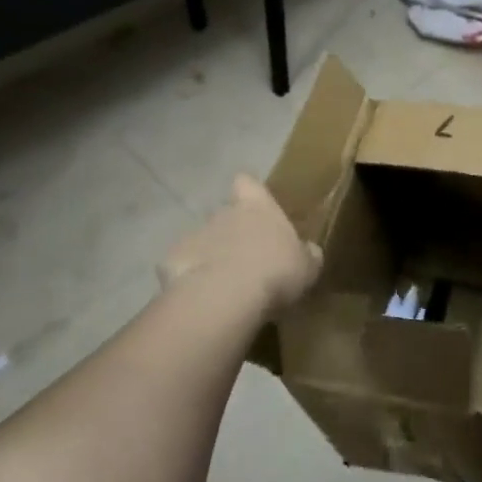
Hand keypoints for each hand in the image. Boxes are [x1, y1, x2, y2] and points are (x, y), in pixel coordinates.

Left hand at [159, 175, 321, 316]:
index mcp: (257, 207)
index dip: (250, 193)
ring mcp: (194, 235)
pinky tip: (203, 298)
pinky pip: (183, 266)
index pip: (247, 183)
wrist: (225, 297)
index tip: (255, 208)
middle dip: (232, 232)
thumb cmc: (275, 272)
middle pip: (225, 214)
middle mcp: (223, 213)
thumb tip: (310, 251)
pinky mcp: (172, 260)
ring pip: (203, 240)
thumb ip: (307, 255)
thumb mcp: (307, 267)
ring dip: (211, 256)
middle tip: (246, 260)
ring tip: (224, 286)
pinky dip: (190, 278)